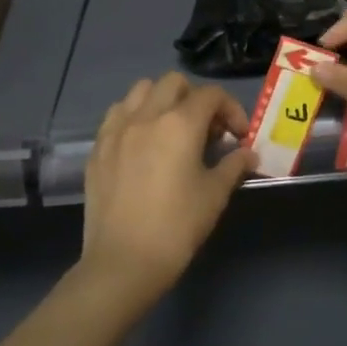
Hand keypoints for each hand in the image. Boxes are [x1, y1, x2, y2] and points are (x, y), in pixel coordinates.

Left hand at [82, 73, 256, 299]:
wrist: (123, 262)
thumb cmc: (177, 226)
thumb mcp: (214, 194)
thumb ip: (234, 166)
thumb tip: (248, 154)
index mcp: (180, 123)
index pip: (211, 95)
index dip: (232, 109)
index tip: (238, 136)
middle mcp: (146, 115)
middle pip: (174, 83)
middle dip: (196, 98)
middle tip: (206, 130)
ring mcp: (117, 129)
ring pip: (141, 91)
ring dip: (162, 100)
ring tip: (172, 129)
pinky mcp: (98, 147)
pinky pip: (117, 114)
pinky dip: (135, 116)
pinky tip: (143, 143)